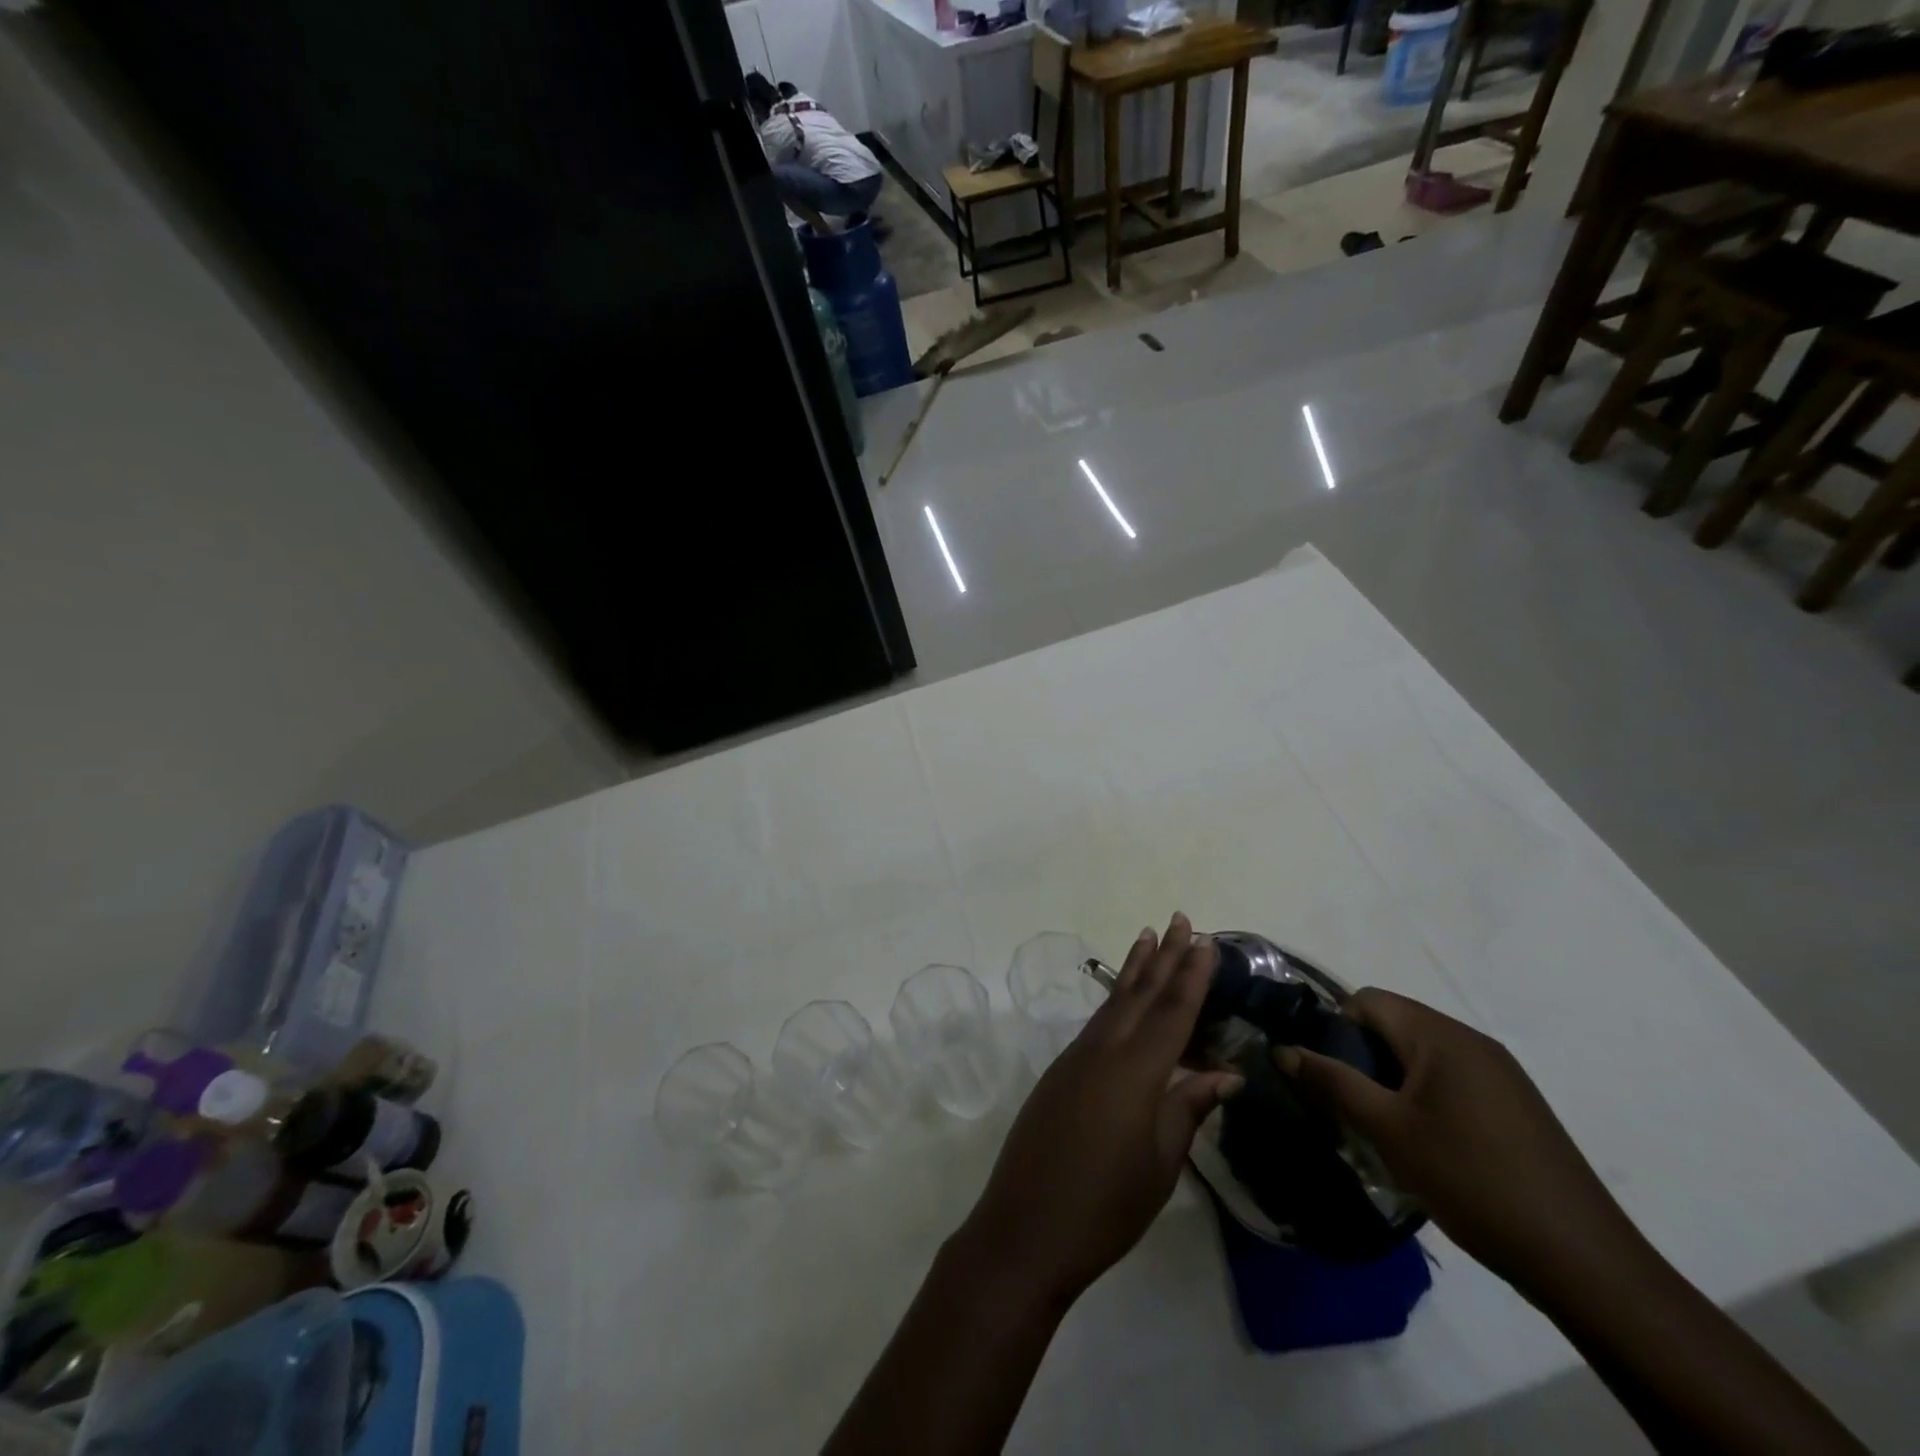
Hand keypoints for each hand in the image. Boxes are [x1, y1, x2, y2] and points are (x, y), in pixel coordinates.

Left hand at [954, 914, 1243, 1308]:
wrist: (1025, 1228)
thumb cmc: (1105, 1206)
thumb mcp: (1160, 1163)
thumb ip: (1188, 1109)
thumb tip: (1224, 1073)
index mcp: (1135, 1072)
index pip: (1172, 1012)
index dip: (1192, 975)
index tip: (1206, 940)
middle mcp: (1103, 1051)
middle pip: (1140, 994)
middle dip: (1164, 956)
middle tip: (1181, 918)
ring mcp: (1076, 1058)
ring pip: (1114, 1003)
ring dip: (1134, 969)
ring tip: (1148, 937)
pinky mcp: (1060, 1071)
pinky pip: (1096, 1023)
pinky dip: (1116, 1001)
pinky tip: (1122, 998)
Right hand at [1278, 989, 1645, 1298]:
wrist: (1583, 1261)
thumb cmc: (1472, 1180)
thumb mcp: (1388, 1131)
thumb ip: (1332, 1083)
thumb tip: (1283, 1050)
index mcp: (1441, 1036)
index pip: (1368, 1000)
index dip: (1336, 1027)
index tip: (1325, 1073)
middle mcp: (1472, 1042)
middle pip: (1395, 1024)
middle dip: (1361, 1056)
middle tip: (1346, 1105)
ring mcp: (1500, 1074)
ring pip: (1422, 1055)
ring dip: (1391, 1080)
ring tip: (1381, 1129)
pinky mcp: (1516, 1106)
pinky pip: (1451, 1080)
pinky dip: (1424, 1098)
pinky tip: (1426, 1145)